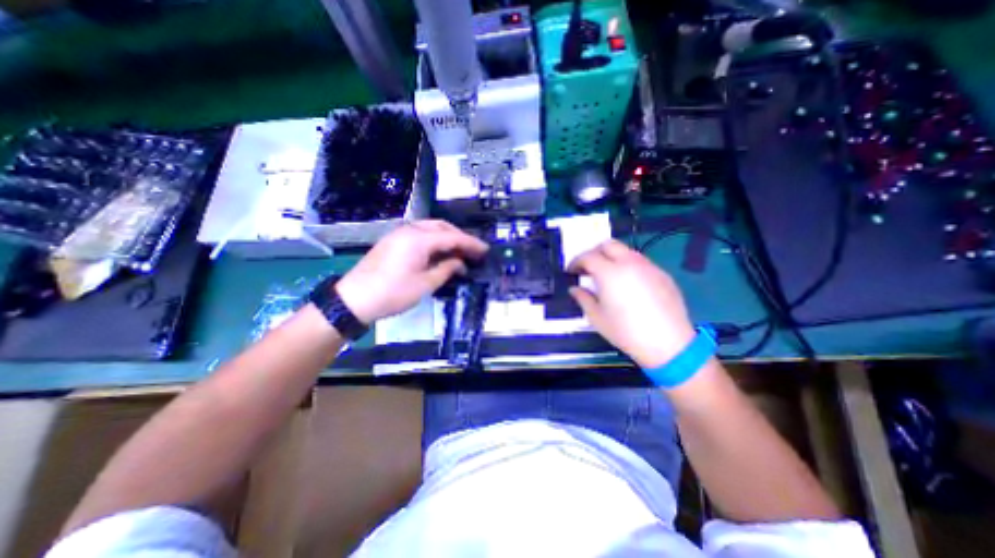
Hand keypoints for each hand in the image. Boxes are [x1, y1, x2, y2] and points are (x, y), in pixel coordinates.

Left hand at [336, 218, 487, 321]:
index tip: (485, 250)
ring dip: (447, 237)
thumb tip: (460, 263)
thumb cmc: (392, 293)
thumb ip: (446, 269)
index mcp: (419, 239)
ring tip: (459, 252)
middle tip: (473, 251)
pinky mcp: (393, 241)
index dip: (471, 243)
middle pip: (441, 227)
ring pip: (430, 229)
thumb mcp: (425, 284)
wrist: (353, 299)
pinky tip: (439, 252)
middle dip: (459, 237)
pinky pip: (420, 234)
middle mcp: (410, 230)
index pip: (452, 237)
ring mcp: (399, 234)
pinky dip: (434, 241)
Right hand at [563, 237, 693, 365]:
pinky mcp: (662, 274)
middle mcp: (629, 263)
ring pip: (626, 251)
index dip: (576, 262)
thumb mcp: (596, 317)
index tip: (571, 272)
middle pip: (608, 245)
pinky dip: (628, 266)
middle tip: (588, 268)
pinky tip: (629, 285)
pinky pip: (641, 262)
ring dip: (612, 258)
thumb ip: (583, 298)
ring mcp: (648, 267)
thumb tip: (575, 289)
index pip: (588, 256)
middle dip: (594, 252)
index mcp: (609, 272)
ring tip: (608, 276)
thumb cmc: (626, 331)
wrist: (668, 344)